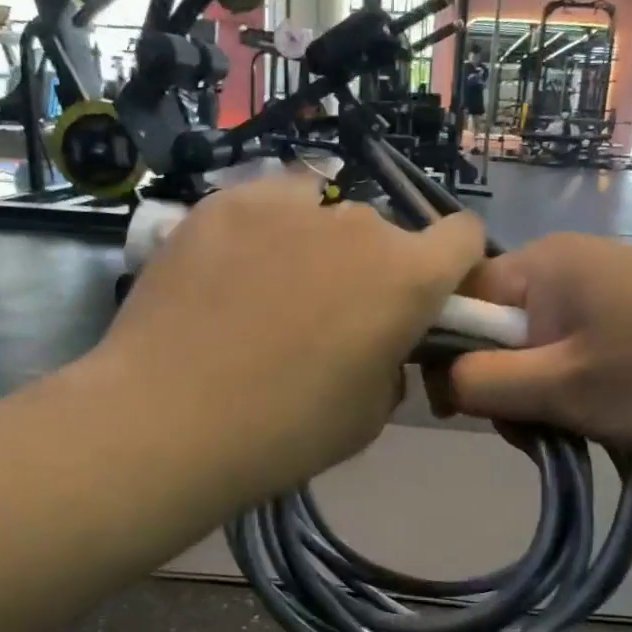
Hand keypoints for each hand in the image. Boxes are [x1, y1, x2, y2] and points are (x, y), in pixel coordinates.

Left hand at [93, 175, 486, 500]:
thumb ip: (393, 362)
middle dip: (371, 268)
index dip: (452, 265)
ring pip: (324, 212)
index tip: (425, 298)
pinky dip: (263, 232)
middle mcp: (359, 224)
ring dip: (317, 244)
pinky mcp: (225, 200)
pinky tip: (227, 274)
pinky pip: (266, 205)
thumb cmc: (285, 430)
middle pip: (384, 233)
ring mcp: (288, 203)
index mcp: (408, 276)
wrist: (168, 419)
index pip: (463, 236)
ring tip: (270, 290)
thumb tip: (380, 341)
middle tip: (328, 316)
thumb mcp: (370, 415)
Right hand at [442, 233, 631, 456]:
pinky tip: (603, 421)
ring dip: (542, 397)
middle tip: (536, 429)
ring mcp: (605, 292)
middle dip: (504, 386)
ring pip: (538, 351)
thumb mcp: (560, 387)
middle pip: (498, 330)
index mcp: (542, 263)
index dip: (449, 353)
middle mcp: (568, 266)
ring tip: (577, 430)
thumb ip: (481, 381)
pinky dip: (576, 391)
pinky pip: (576, 355)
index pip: (459, 299)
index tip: (466, 408)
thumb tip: (439, 379)